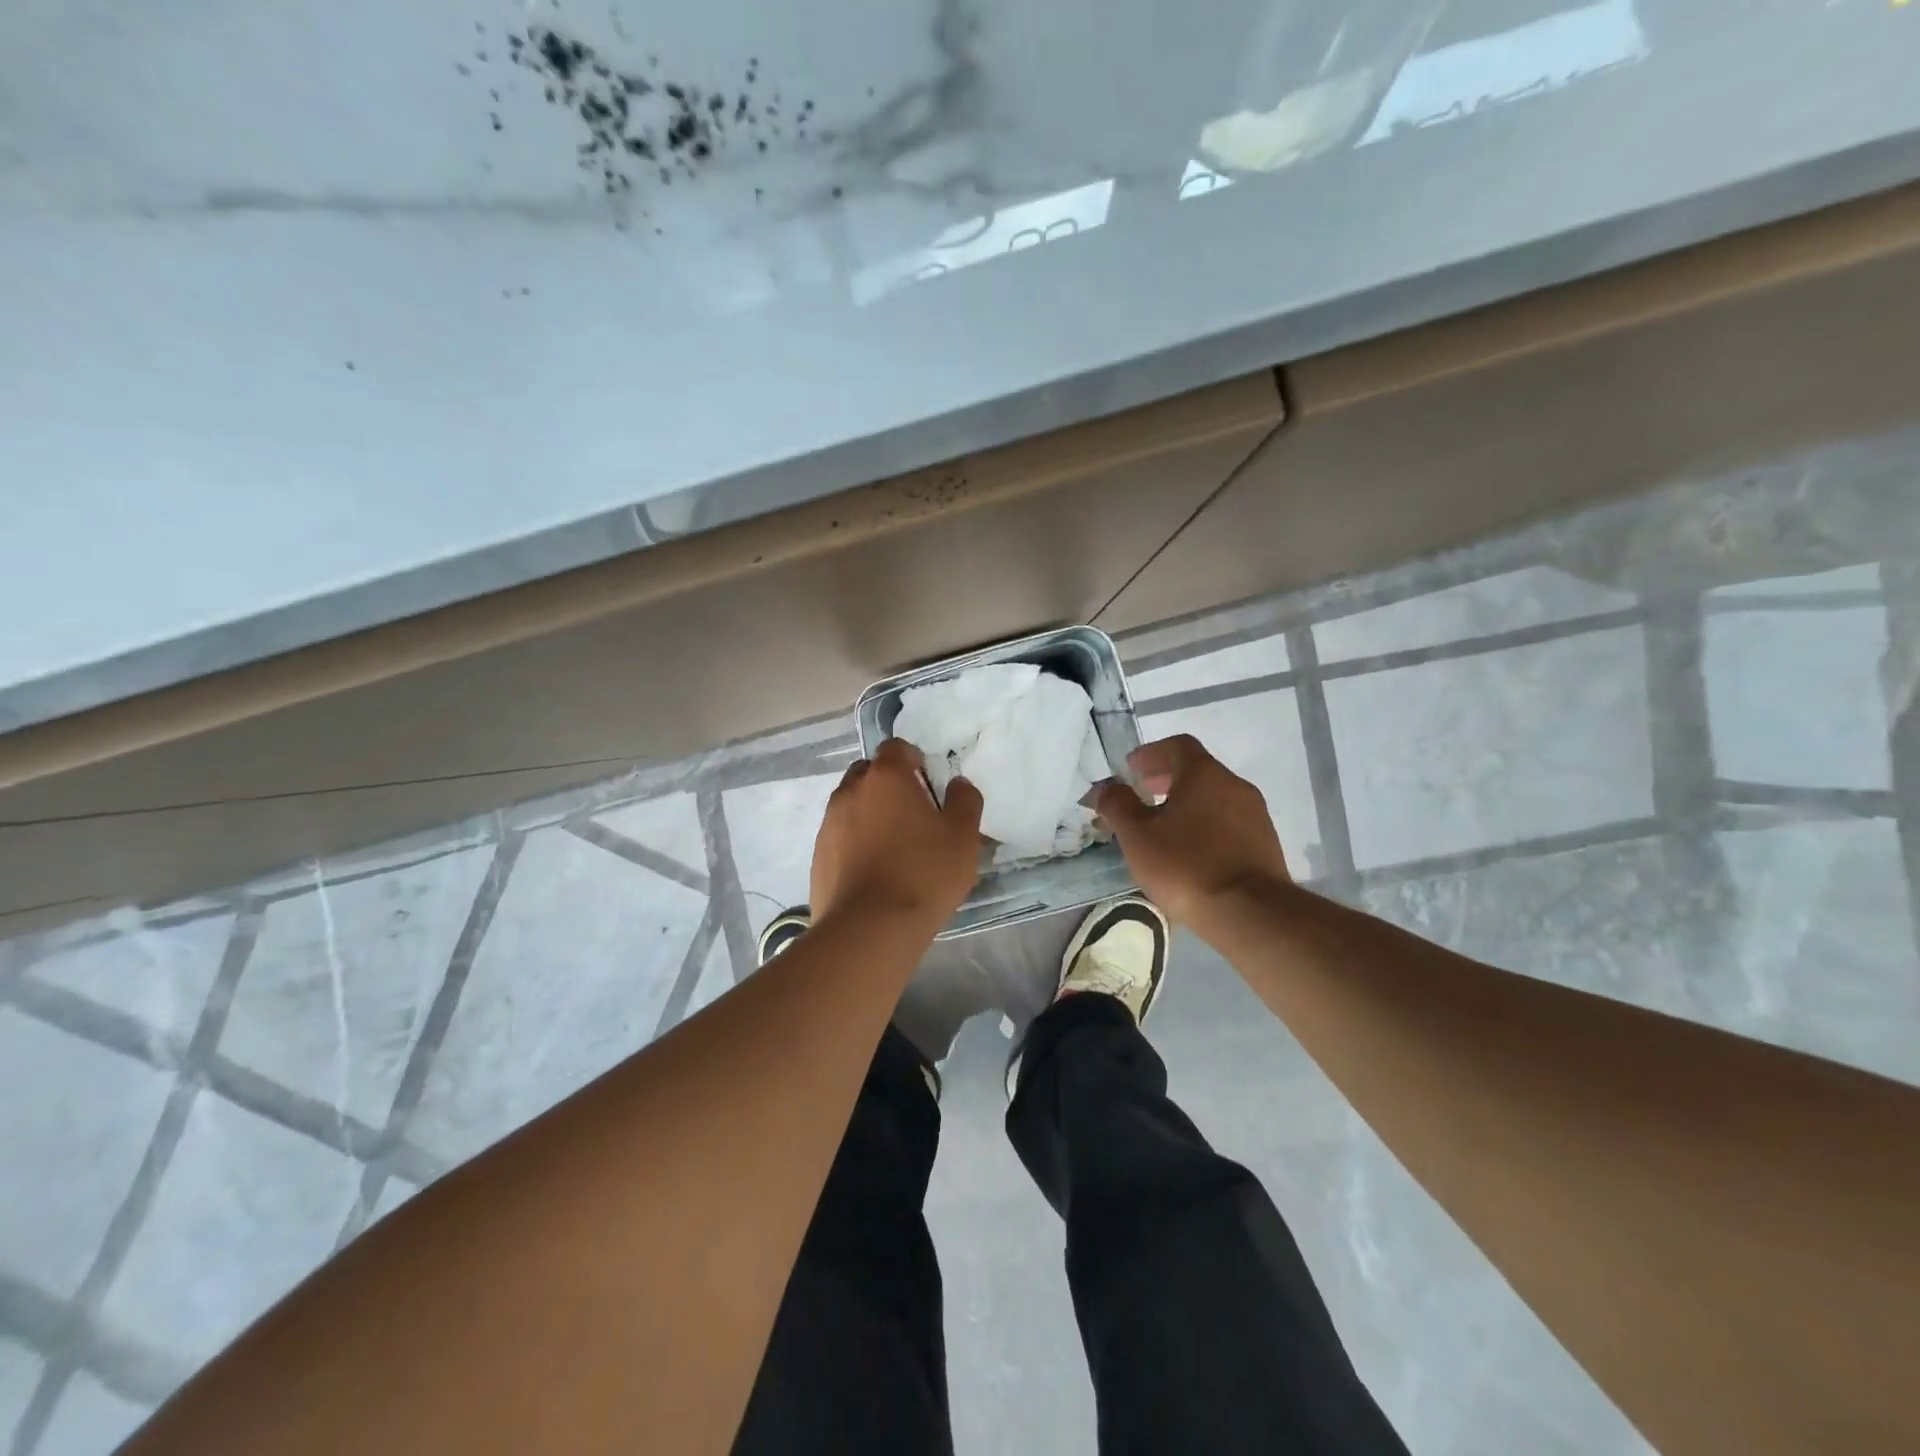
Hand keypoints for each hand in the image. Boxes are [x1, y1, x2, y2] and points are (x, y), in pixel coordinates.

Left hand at [811, 739, 984, 927]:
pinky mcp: (818, 855)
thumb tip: (958, 784)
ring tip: (893, 845)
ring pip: (851, 804)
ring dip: (870, 813)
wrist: (869, 928)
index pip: (896, 747)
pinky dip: (855, 842)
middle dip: (888, 784)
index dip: (913, 759)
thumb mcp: (963, 837)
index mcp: (886, 777)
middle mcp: (851, 791)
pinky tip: (874, 870)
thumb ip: (965, 801)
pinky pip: (840, 835)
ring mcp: (829, 823)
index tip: (929, 782)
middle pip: (868, 772)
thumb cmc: (924, 873)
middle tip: (912, 813)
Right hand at [1096, 734, 1290, 924]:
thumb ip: (1118, 805)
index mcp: (1204, 774)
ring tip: (1163, 829)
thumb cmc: (1186, 865)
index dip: (1151, 753)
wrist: (1250, 913)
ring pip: (1214, 797)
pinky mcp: (1265, 844)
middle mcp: (1234, 785)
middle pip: (1197, 770)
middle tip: (1143, 796)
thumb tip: (1107, 787)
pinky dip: (1205, 825)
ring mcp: (1255, 815)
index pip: (1177, 745)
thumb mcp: (1137, 836)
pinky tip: (1191, 853)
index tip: (1131, 770)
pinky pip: (1228, 822)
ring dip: (1187, 804)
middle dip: (1167, 778)